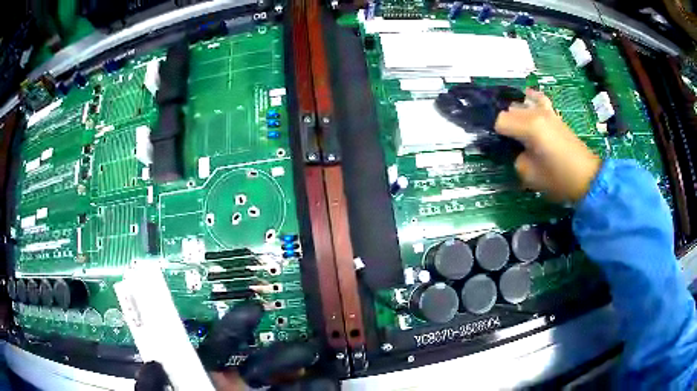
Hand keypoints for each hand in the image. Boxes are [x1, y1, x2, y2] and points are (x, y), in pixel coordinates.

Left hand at [135, 302, 332, 390]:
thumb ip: (153, 389)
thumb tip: (154, 365)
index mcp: (207, 379)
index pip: (221, 346)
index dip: (237, 327)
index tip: (255, 312)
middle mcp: (236, 387)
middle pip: (261, 360)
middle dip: (281, 352)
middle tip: (301, 349)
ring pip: (285, 378)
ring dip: (303, 371)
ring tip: (317, 368)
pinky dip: (317, 387)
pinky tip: (325, 382)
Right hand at [494, 89, 601, 202]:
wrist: (587, 177)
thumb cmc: (559, 179)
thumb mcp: (530, 176)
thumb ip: (516, 159)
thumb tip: (515, 150)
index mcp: (529, 127)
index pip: (499, 121)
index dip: (495, 134)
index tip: (496, 147)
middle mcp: (535, 113)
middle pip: (508, 111)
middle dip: (504, 125)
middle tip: (505, 143)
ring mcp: (546, 111)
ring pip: (521, 104)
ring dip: (514, 115)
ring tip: (514, 129)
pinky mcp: (554, 115)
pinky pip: (538, 98)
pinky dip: (529, 99)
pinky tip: (525, 99)